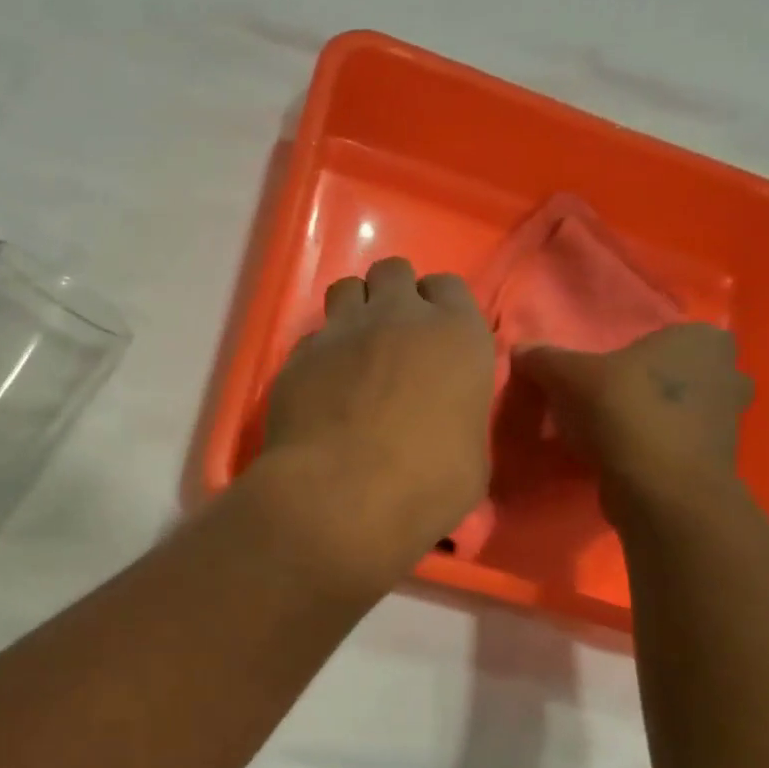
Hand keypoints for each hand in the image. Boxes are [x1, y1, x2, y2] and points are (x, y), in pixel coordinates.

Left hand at [254, 257, 494, 589]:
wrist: (340, 495)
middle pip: (393, 272)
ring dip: (353, 309)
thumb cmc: (424, 484)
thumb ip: (459, 415)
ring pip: (346, 288)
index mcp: (456, 334)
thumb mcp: (470, 455)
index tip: (434, 336)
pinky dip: (319, 352)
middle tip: (392, 336)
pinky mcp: (298, 355)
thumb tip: (445, 418)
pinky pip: (312, 337)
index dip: (439, 307)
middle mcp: (398, 317)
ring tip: (353, 349)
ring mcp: (342, 331)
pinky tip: (320, 384)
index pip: (448, 286)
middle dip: (393, 294)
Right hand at [513, 324, 750, 511]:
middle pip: (671, 373)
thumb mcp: (567, 376)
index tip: (600, 372)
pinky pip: (676, 442)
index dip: (630, 353)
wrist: (660, 488)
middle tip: (603, 398)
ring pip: (676, 409)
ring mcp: (729, 419)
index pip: (662, 335)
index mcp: (702, 339)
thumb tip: (521, 350)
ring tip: (605, 432)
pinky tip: (619, 457)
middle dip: (643, 385)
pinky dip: (652, 447)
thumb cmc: (623, 411)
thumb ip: (544, 359)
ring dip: (648, 418)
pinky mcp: (716, 459)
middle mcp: (729, 372)